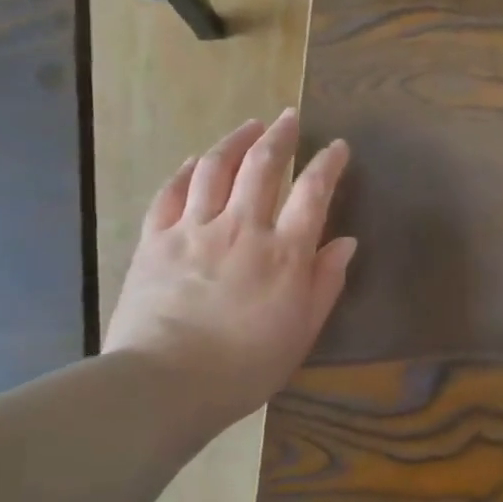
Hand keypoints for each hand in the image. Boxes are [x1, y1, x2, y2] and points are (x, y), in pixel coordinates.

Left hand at [104, 109, 356, 438]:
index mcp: (284, 252)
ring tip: (250, 126)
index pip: (313, 192)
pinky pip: (171, 192)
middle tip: (290, 118)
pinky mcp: (156, 240)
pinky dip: (187, 170)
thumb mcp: (302, 331)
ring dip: (236, 141)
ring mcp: (194, 229)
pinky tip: (196, 159)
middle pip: (262, 166)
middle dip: (280, 136)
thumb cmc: (245, 365)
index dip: (328, 164)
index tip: (337, 146)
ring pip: (216, 168)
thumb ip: (326, 282)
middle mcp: (242, 228)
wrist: (166, 383)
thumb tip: (346, 242)